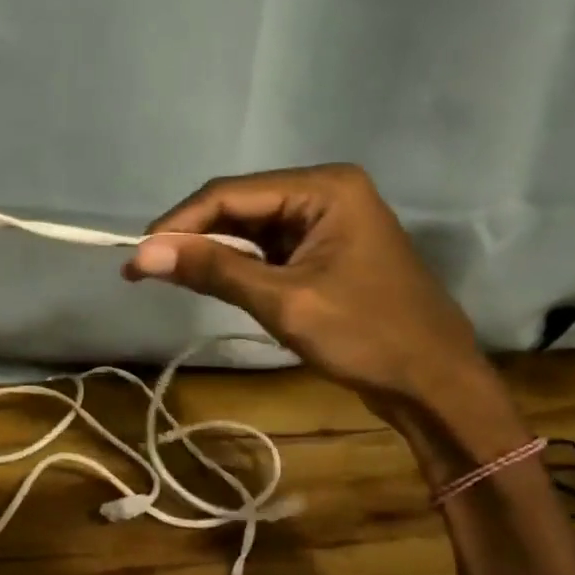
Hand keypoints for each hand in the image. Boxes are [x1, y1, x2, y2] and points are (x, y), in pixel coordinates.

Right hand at [124, 165, 502, 424]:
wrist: (437, 386)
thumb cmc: (367, 337)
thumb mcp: (284, 301)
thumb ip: (214, 270)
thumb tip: (143, 254)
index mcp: (324, 188)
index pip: (231, 194)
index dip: (180, 223)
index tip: (138, 255)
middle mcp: (325, 192)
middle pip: (239, 206)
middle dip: (193, 236)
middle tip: (144, 268)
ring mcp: (327, 221)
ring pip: (250, 227)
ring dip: (211, 251)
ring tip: (166, 275)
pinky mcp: (324, 249)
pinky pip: (267, 248)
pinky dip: (237, 265)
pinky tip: (208, 280)